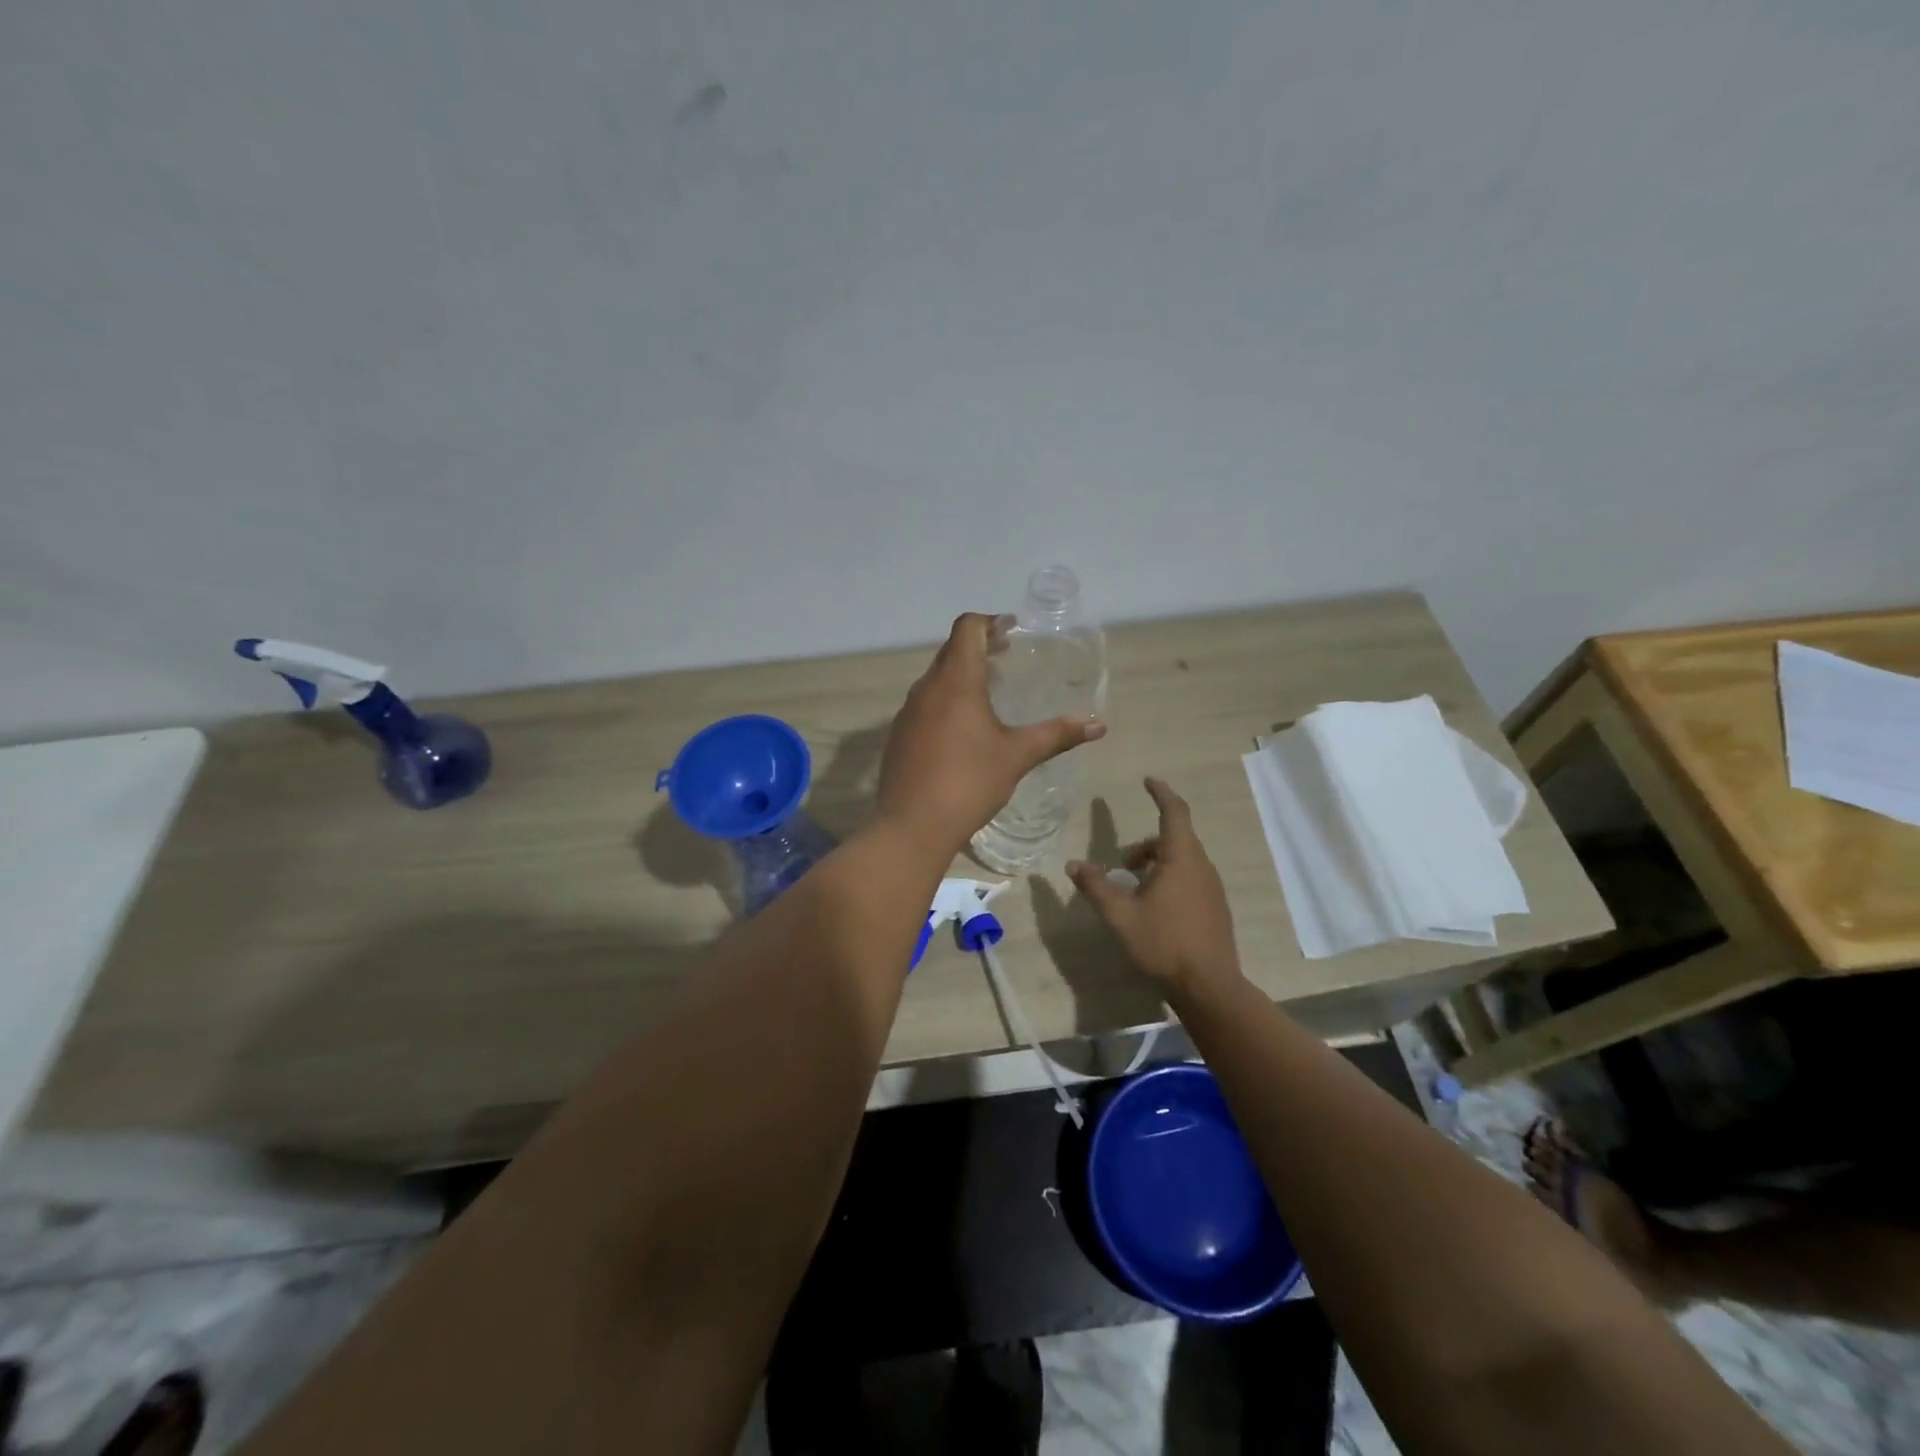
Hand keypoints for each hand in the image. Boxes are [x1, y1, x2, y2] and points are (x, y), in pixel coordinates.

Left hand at [877, 613, 1105, 853]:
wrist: (911, 825)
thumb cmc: (969, 782)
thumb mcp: (1017, 756)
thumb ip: (1056, 735)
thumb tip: (1098, 725)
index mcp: (956, 682)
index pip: (967, 628)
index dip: (990, 621)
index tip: (1012, 630)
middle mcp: (927, 688)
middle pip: (951, 650)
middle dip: (979, 646)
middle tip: (1006, 656)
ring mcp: (908, 712)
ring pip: (935, 678)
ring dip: (961, 674)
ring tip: (989, 691)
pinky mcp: (899, 735)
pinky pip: (924, 704)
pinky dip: (945, 700)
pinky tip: (962, 728)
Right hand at [1069, 778, 1241, 995]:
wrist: (1209, 986)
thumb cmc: (1163, 943)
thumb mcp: (1120, 915)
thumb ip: (1096, 886)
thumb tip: (1073, 864)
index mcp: (1181, 859)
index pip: (1174, 812)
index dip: (1161, 793)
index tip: (1148, 781)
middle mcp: (1201, 867)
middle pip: (1174, 839)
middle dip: (1145, 844)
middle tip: (1121, 865)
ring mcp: (1212, 889)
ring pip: (1182, 860)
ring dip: (1156, 864)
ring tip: (1132, 890)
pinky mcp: (1215, 908)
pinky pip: (1190, 878)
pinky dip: (1169, 879)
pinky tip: (1153, 909)